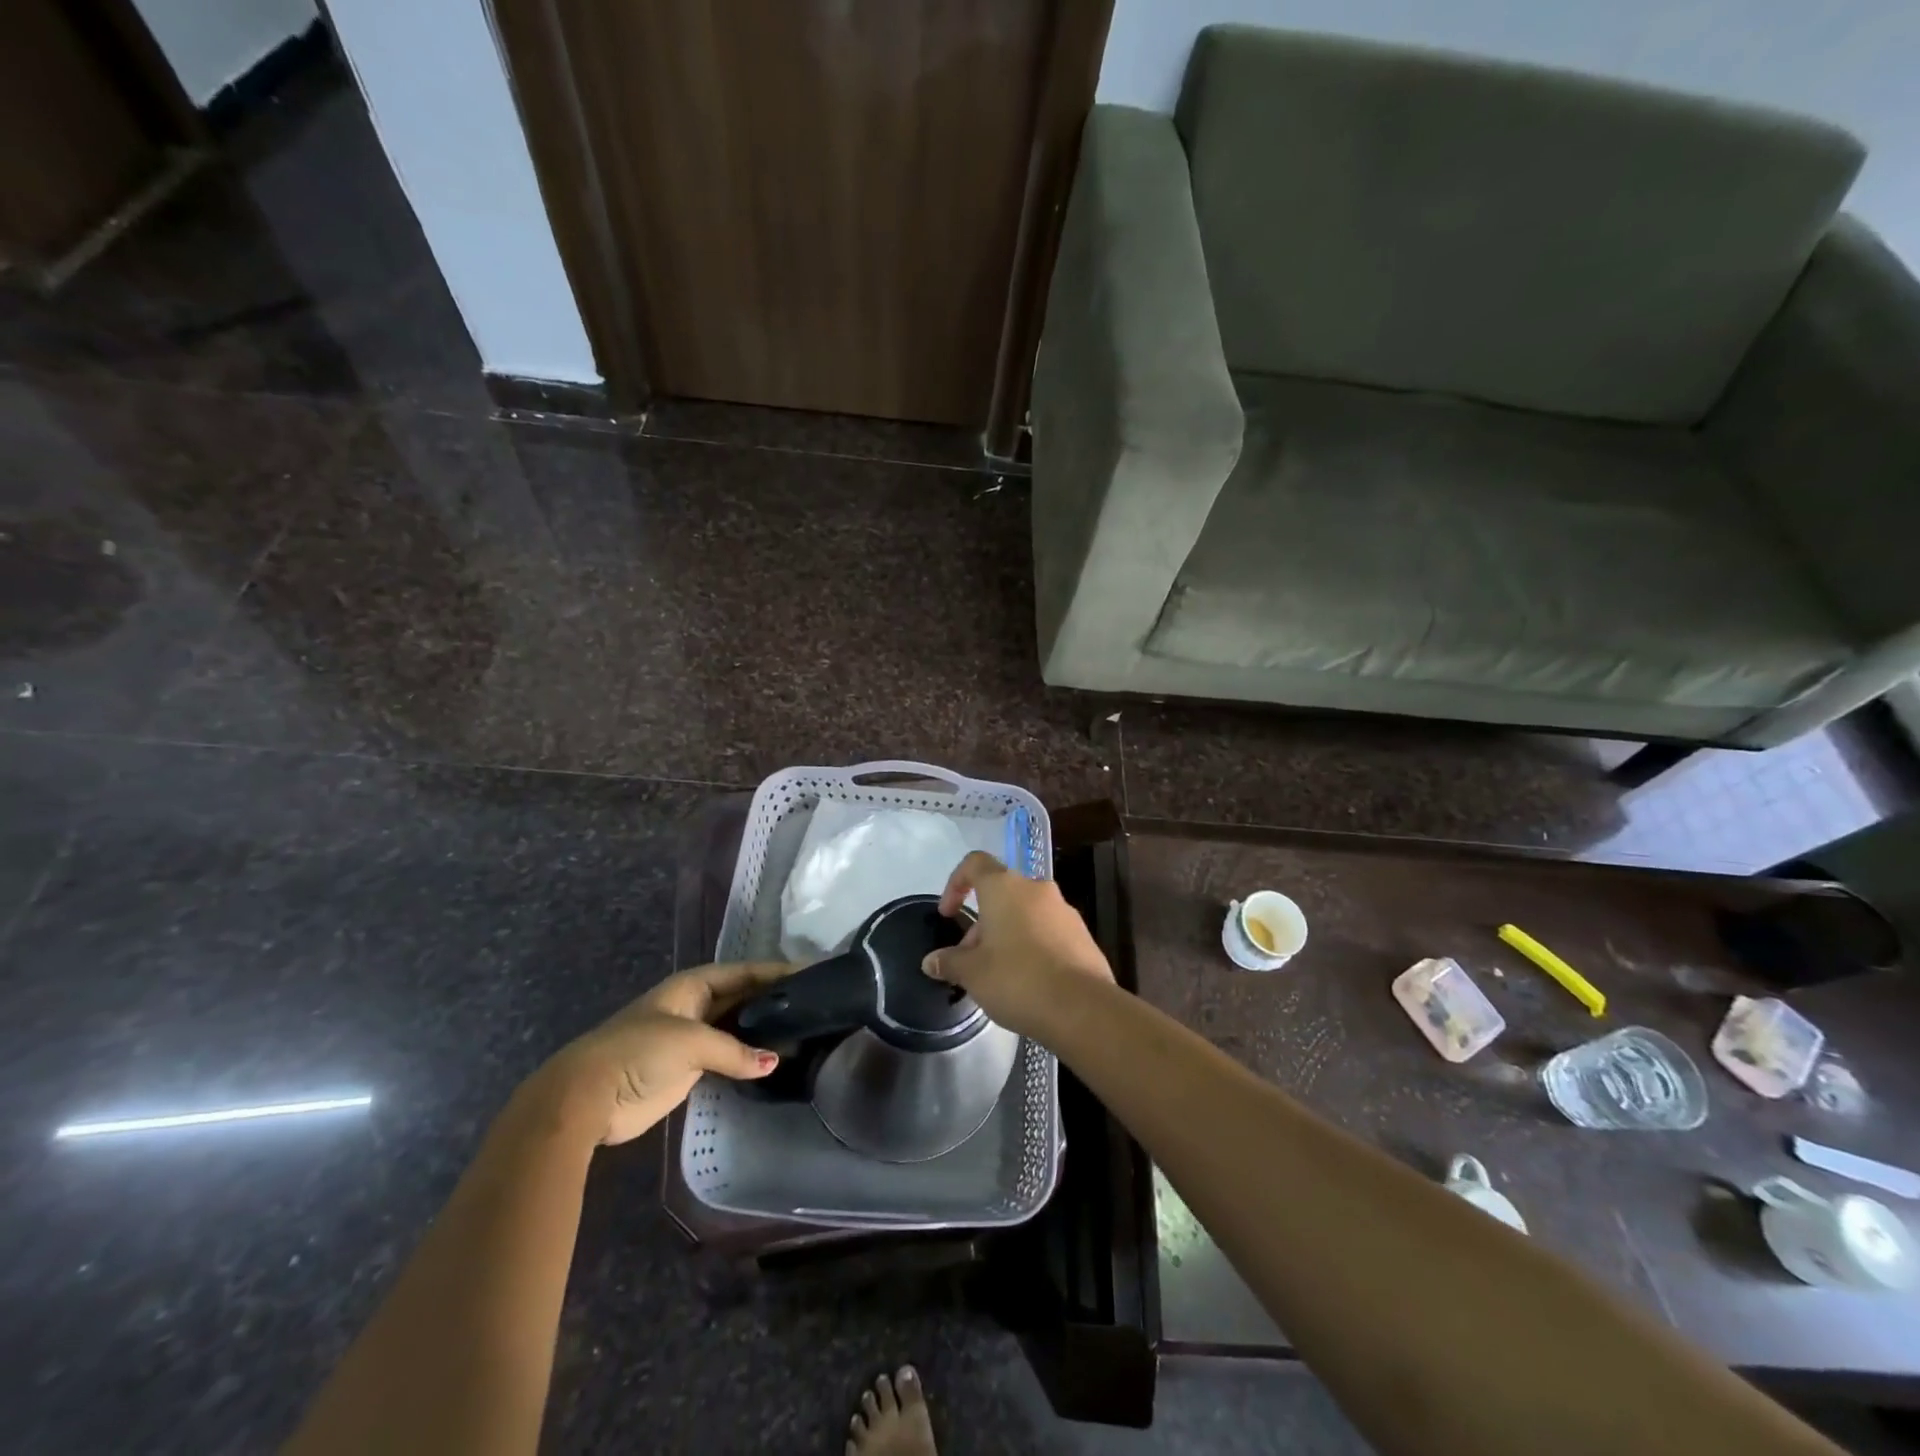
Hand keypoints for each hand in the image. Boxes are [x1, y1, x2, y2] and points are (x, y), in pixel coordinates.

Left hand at [535, 962, 793, 1144]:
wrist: (587, 1098)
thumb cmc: (637, 1052)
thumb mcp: (690, 1042)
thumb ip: (735, 1051)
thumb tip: (774, 1062)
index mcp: (693, 986)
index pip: (745, 972)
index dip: (777, 971)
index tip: (813, 972)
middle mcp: (696, 1006)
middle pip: (743, 997)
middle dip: (774, 999)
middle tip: (815, 1003)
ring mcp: (692, 1038)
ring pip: (738, 1027)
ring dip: (764, 1030)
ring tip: (804, 1030)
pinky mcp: (689, 1069)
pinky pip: (728, 1057)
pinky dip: (749, 1057)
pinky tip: (774, 1061)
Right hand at [921, 851, 1114, 1038]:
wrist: (1082, 1008)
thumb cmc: (1017, 979)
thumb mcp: (972, 974)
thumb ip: (949, 962)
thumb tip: (931, 961)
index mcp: (1005, 887)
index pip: (975, 864)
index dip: (956, 883)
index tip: (948, 914)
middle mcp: (1036, 889)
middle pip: (1001, 894)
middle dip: (982, 923)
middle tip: (970, 959)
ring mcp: (1064, 911)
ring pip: (1025, 913)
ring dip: (1007, 935)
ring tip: (997, 974)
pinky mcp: (1083, 935)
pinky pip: (1048, 932)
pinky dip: (1032, 947)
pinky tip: (1028, 982)